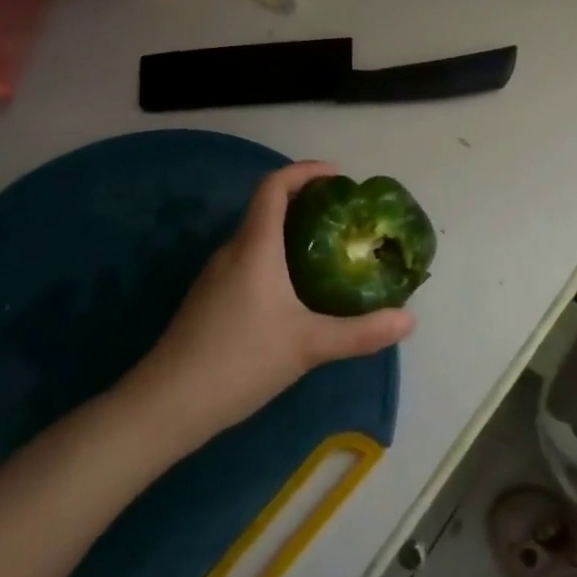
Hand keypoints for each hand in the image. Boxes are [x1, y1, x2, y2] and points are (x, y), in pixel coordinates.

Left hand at [132, 162, 416, 445]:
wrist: (166, 405)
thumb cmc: (239, 361)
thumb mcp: (308, 346)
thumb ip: (361, 333)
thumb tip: (410, 320)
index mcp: (255, 246)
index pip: (274, 186)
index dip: (305, 171)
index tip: (338, 176)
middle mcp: (232, 250)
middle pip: (267, 208)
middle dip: (306, 203)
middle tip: (345, 218)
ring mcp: (216, 275)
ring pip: (257, 237)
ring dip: (291, 233)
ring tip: (328, 251)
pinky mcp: (209, 299)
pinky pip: (248, 261)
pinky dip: (275, 258)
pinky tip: (294, 292)